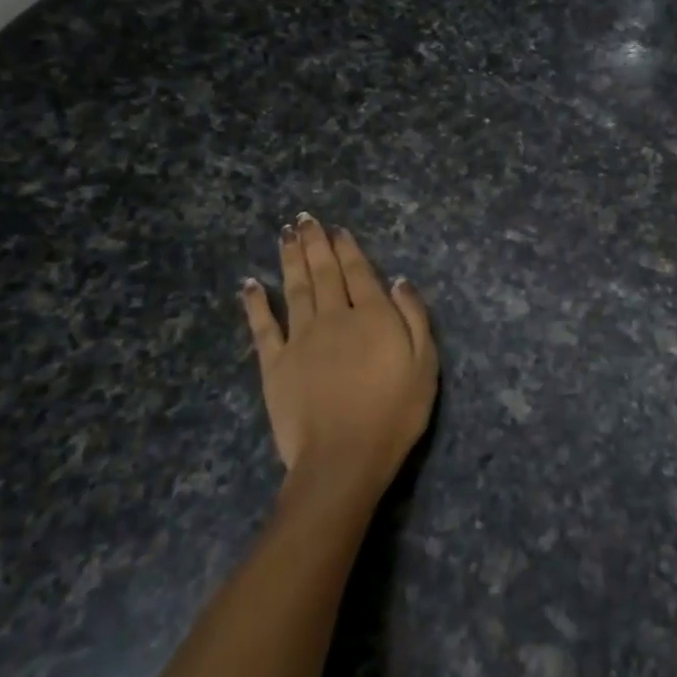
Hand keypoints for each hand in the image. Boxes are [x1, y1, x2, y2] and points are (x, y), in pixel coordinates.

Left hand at [241, 215, 437, 502]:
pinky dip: (256, 302)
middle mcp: (334, 317)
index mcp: (372, 316)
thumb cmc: (395, 414)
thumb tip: (399, 281)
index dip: (347, 249)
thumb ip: (415, 318)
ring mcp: (300, 339)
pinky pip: (262, 326)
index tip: (337, 229)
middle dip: (315, 243)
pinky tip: (251, 283)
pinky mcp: (274, 364)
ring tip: (285, 234)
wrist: (343, 458)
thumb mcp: (425, 365)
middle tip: (305, 219)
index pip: (359, 272)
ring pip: (294, 288)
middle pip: (323, 273)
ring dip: (290, 258)